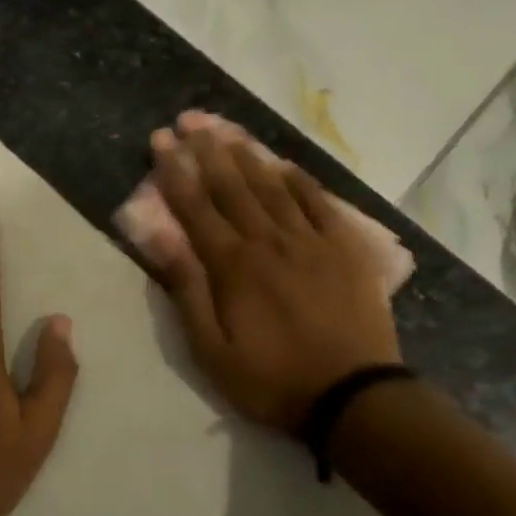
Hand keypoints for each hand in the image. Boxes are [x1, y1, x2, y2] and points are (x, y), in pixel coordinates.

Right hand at [145, 124, 401, 431]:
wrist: (354, 396)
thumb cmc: (272, 380)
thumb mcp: (212, 350)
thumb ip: (187, 290)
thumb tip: (162, 238)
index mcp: (233, 266)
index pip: (196, 207)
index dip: (175, 170)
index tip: (160, 140)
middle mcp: (269, 241)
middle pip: (232, 186)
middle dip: (207, 150)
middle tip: (189, 120)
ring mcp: (312, 241)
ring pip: (273, 186)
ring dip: (247, 155)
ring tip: (228, 130)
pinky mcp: (346, 248)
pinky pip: (320, 202)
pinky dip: (300, 179)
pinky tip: (284, 163)